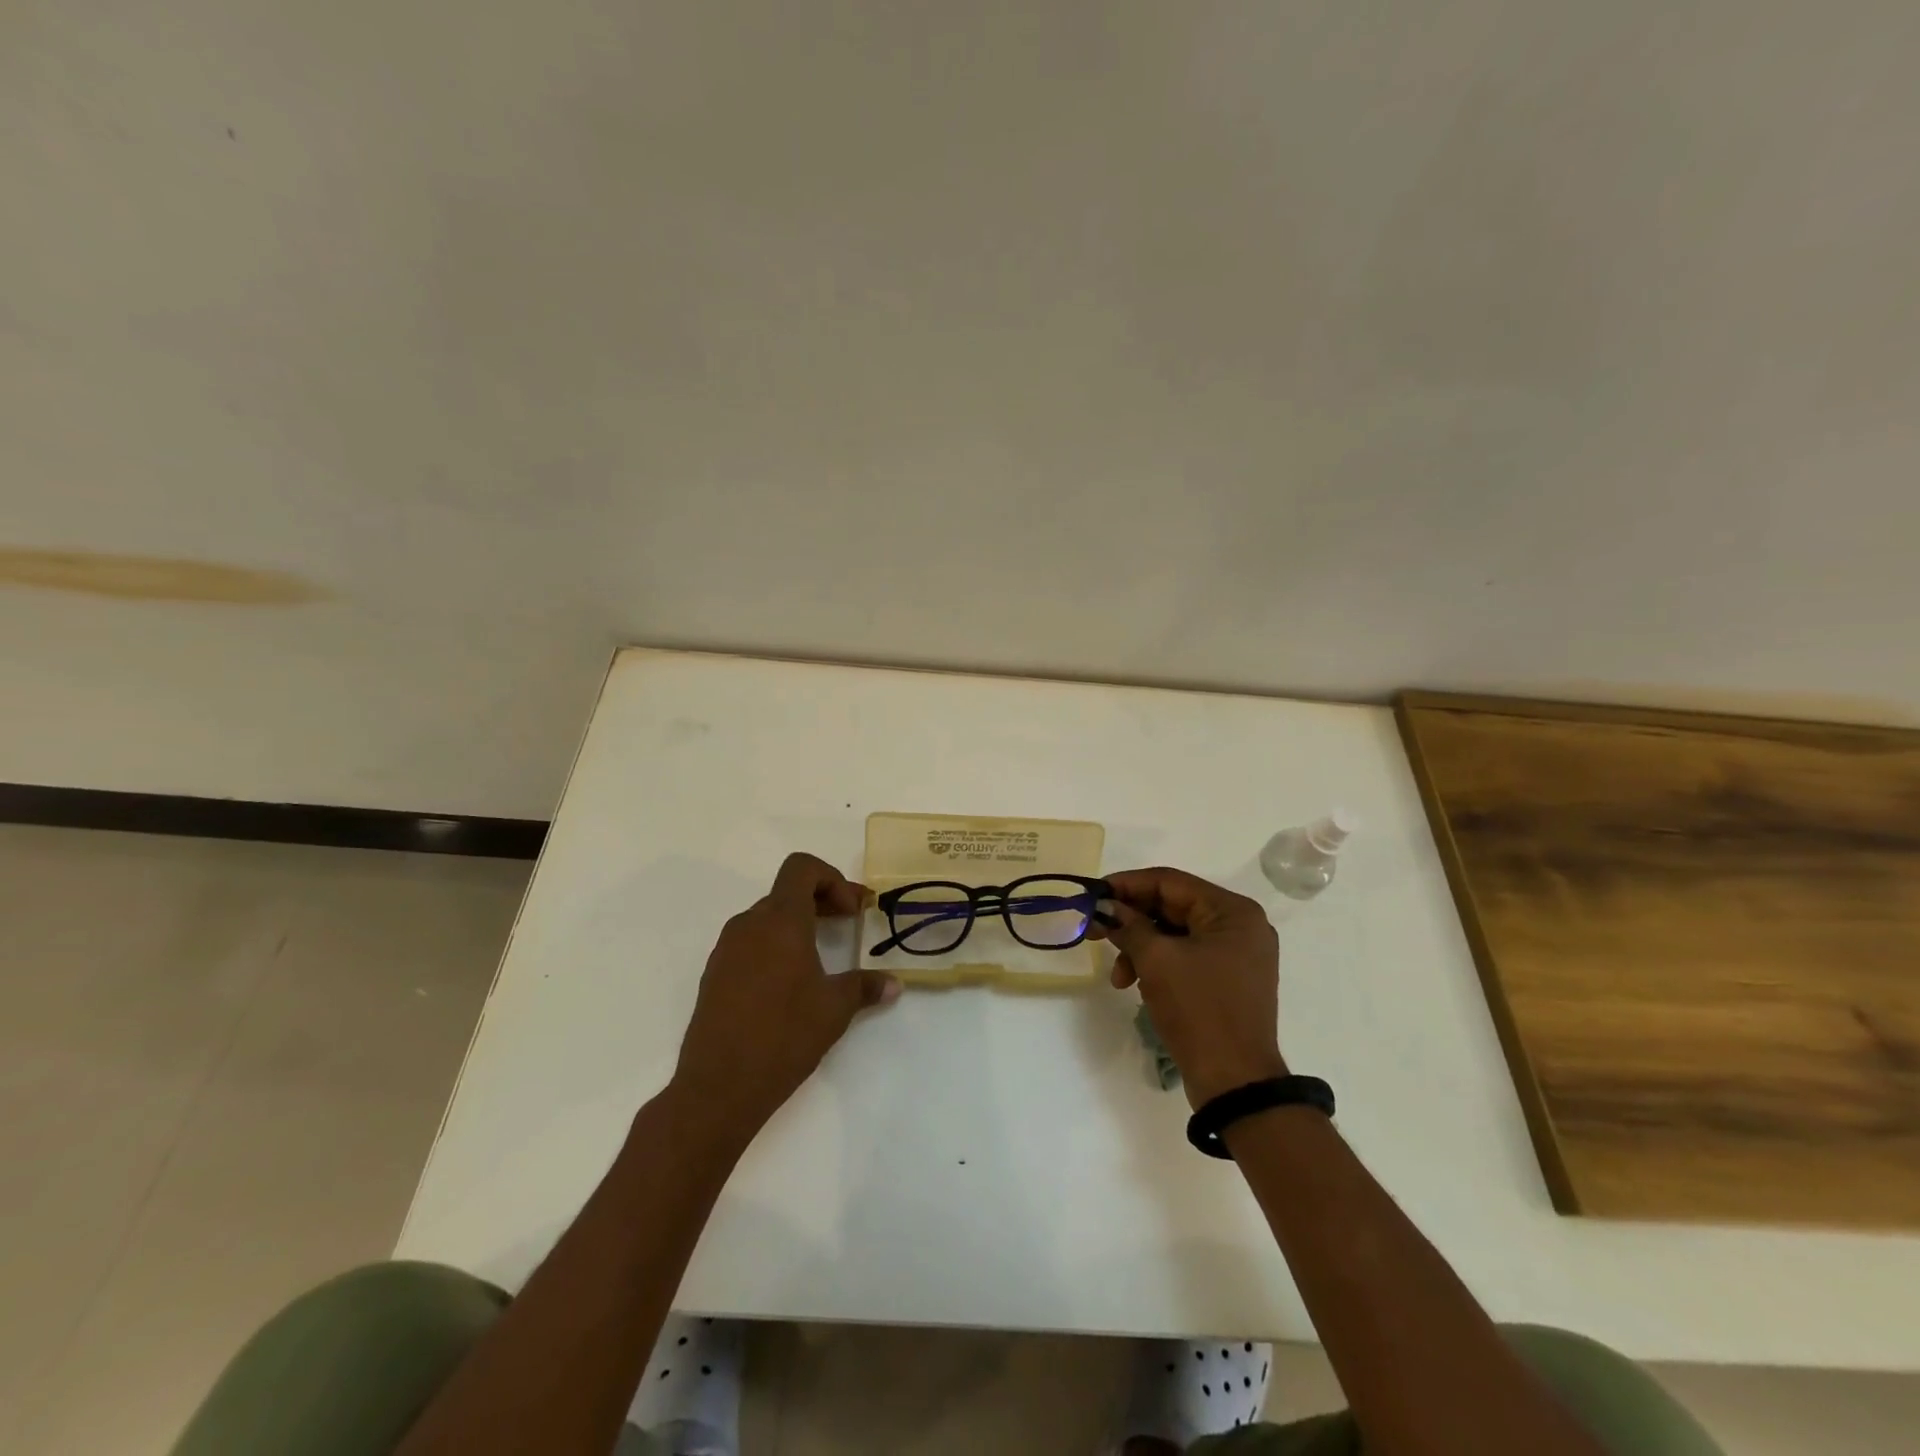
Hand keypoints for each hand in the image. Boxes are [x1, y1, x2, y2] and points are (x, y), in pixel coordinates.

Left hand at [671, 853, 899, 1145]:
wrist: (718, 1087)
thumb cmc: (784, 1036)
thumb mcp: (835, 1009)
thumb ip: (865, 987)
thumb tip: (893, 983)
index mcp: (780, 920)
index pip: (802, 868)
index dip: (832, 878)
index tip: (852, 911)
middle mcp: (749, 924)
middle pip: (787, 891)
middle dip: (822, 900)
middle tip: (849, 924)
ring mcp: (726, 949)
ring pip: (767, 917)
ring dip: (797, 923)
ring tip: (821, 956)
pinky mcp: (714, 975)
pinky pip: (750, 942)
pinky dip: (774, 945)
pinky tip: (789, 983)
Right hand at [1093, 867, 1287, 1108]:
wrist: (1235, 1083)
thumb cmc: (1198, 1009)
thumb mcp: (1157, 960)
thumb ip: (1129, 925)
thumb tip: (1106, 907)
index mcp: (1232, 912)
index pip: (1170, 882)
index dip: (1127, 885)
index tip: (1093, 894)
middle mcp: (1240, 926)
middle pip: (1172, 907)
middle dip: (1131, 921)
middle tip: (1094, 930)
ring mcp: (1236, 955)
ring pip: (1175, 934)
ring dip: (1140, 948)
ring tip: (1118, 976)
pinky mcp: (1227, 980)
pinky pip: (1185, 956)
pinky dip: (1157, 964)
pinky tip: (1136, 984)